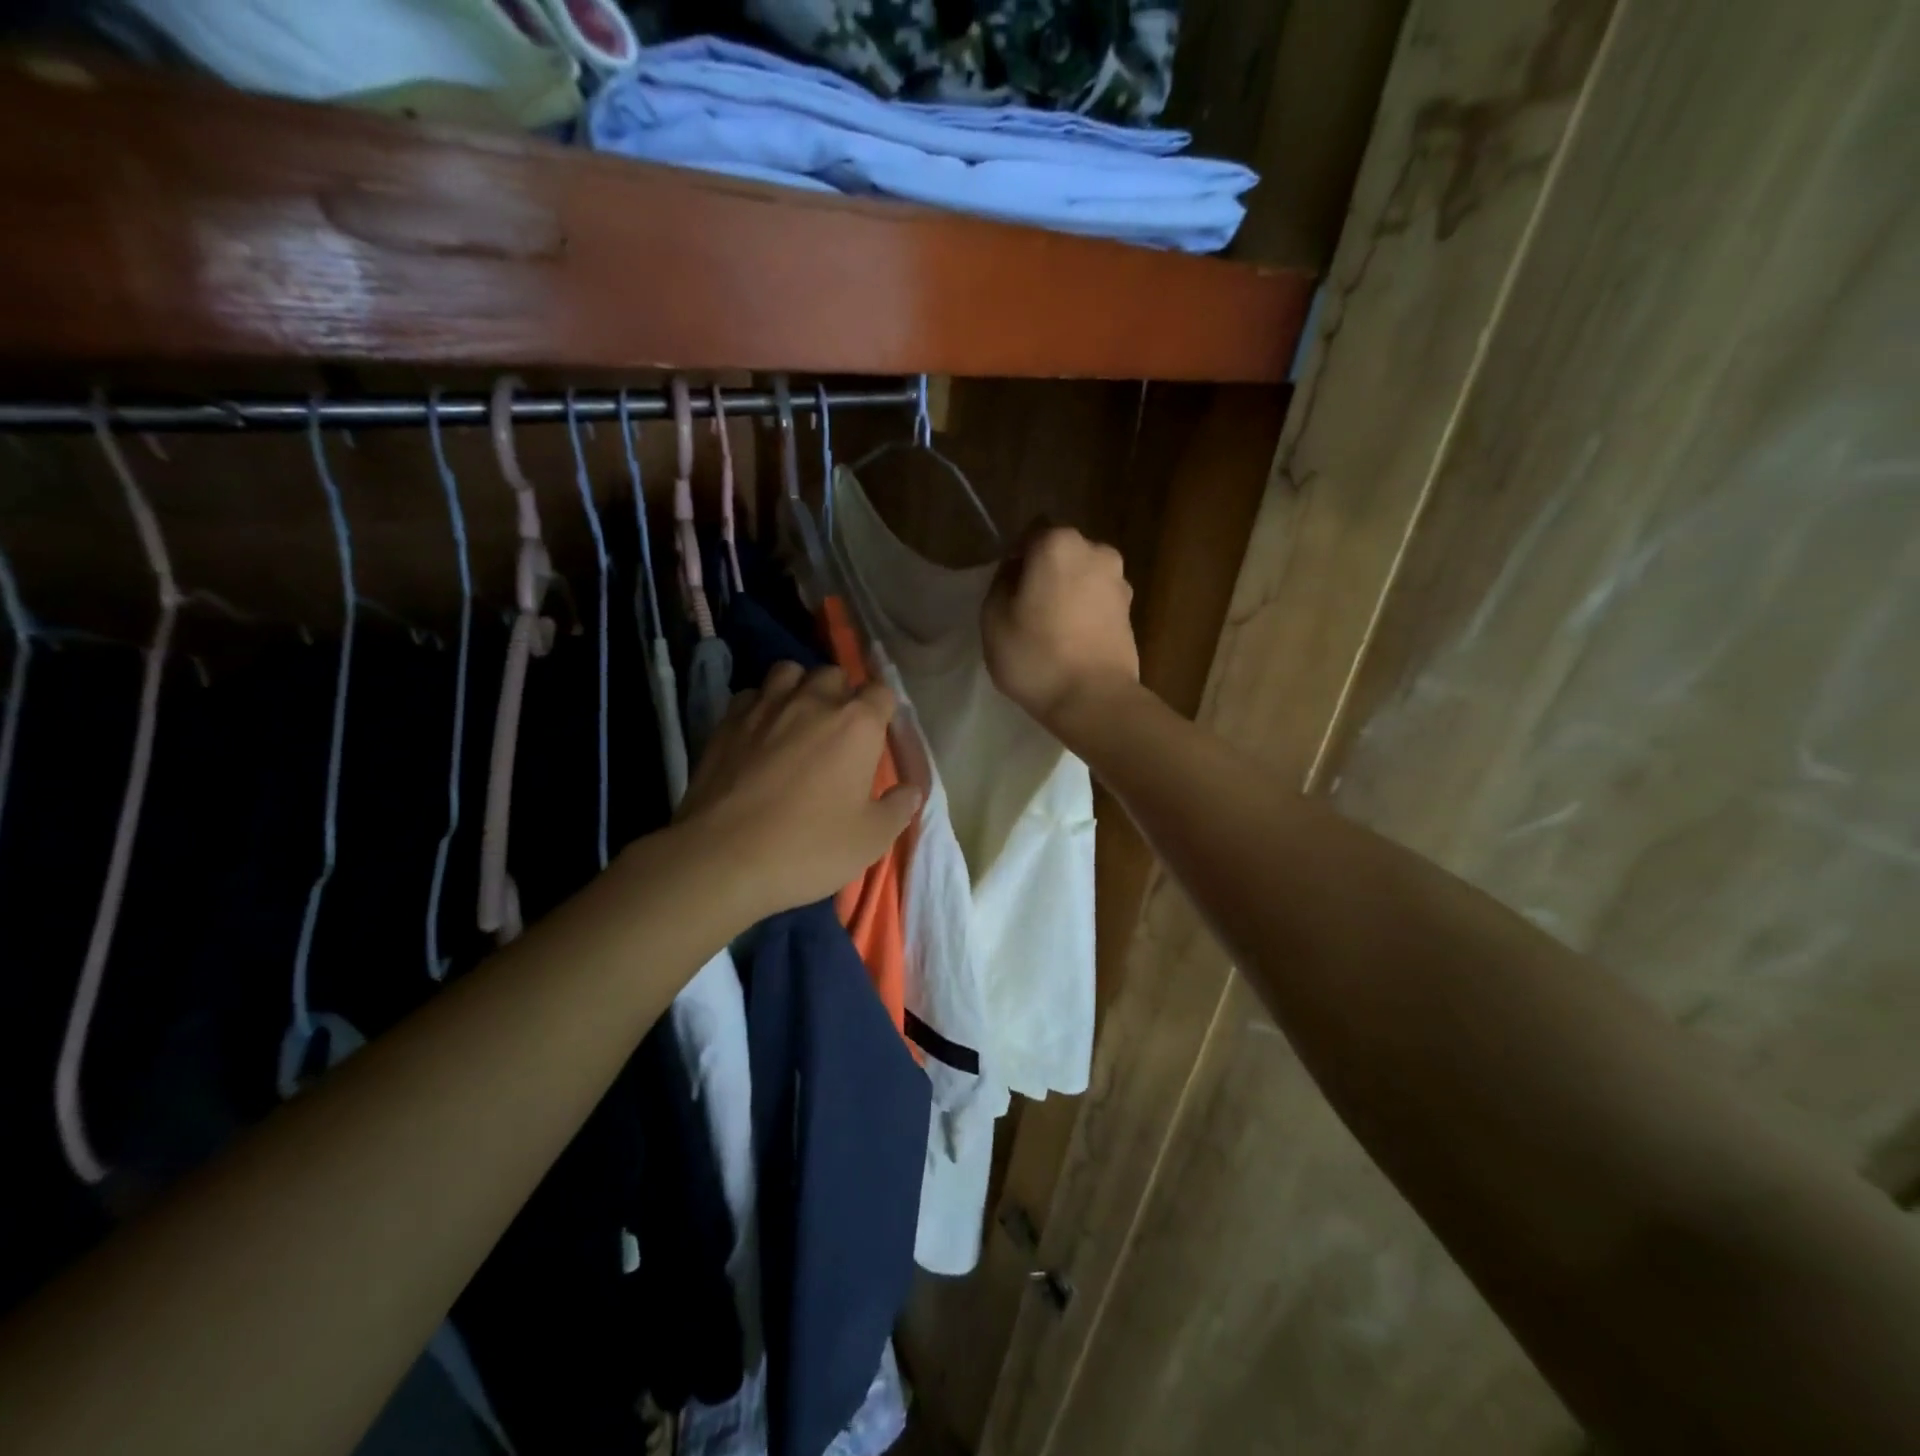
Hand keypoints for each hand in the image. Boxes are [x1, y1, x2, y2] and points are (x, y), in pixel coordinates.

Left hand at [676, 660, 920, 921]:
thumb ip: (898, 808)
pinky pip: (751, 695)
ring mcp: (766, 707)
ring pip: (789, 672)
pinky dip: (760, 705)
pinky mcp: (727, 721)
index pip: (881, 692)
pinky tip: (759, 732)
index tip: (878, 736)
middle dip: (841, 694)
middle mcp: (813, 702)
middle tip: (839, 730)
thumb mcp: (870, 839)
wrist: (723, 858)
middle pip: (834, 675)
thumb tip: (912, 790)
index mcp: (857, 724)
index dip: (883, 711)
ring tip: (798, 718)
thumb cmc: (810, 847)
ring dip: (799, 688)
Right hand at [982, 524, 1139, 734]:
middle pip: (1061, 553)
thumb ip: (1001, 583)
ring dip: (1067, 592)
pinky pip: (1097, 601)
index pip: (1030, 535)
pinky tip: (1072, 641)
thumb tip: (1017, 573)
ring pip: (1082, 577)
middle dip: (1045, 573)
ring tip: (1052, 629)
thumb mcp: (993, 618)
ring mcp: (1119, 581)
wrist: (1094, 700)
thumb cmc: (1036, 656)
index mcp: (1058, 544)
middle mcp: (1096, 551)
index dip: (1016, 560)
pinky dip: (1085, 612)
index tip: (1008, 591)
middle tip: (1027, 609)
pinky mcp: (1131, 610)